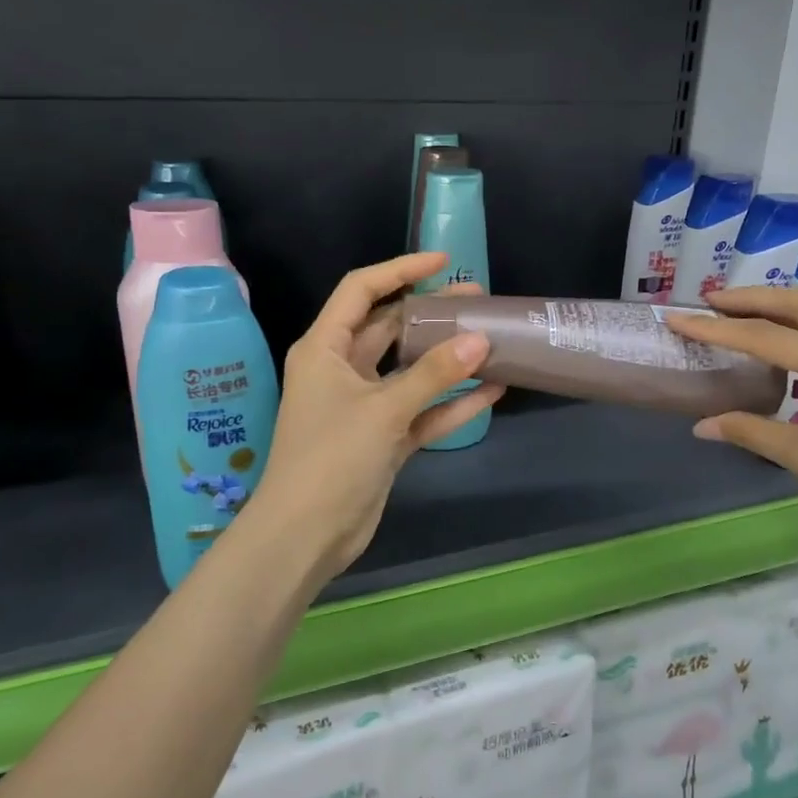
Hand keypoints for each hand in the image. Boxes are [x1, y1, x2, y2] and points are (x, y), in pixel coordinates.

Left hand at [239, 252, 503, 586]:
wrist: (305, 535)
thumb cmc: (331, 457)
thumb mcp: (383, 409)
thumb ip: (433, 374)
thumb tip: (480, 341)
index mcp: (325, 347)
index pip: (361, 290)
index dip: (400, 270)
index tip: (443, 263)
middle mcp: (342, 369)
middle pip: (391, 328)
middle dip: (433, 314)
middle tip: (478, 301)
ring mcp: (364, 405)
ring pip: (410, 370)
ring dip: (447, 359)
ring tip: (492, 340)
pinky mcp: (382, 438)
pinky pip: (421, 410)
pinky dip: (450, 402)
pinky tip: (490, 392)